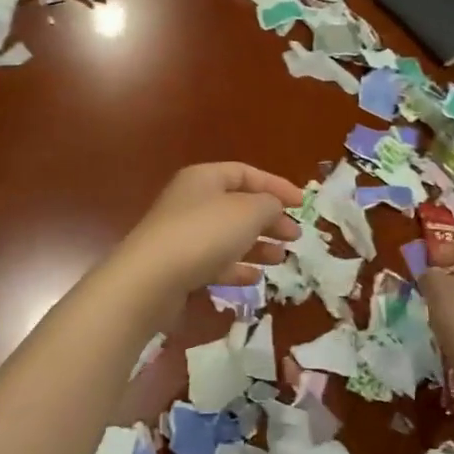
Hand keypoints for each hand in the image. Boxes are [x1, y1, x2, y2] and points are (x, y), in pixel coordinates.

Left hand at [116, 163, 303, 300]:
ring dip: (257, 245)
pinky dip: (236, 267)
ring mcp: (183, 235)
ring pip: (228, 236)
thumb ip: (269, 204)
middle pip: (238, 205)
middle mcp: (191, 201)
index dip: (276, 185)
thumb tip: (273, 206)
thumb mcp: (247, 212)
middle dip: (269, 219)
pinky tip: (254, 278)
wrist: (151, 280)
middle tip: (295, 235)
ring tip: (281, 258)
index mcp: (204, 178)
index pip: (245, 173)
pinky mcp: (179, 266)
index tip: (302, 204)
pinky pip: (214, 262)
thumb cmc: (204, 234)